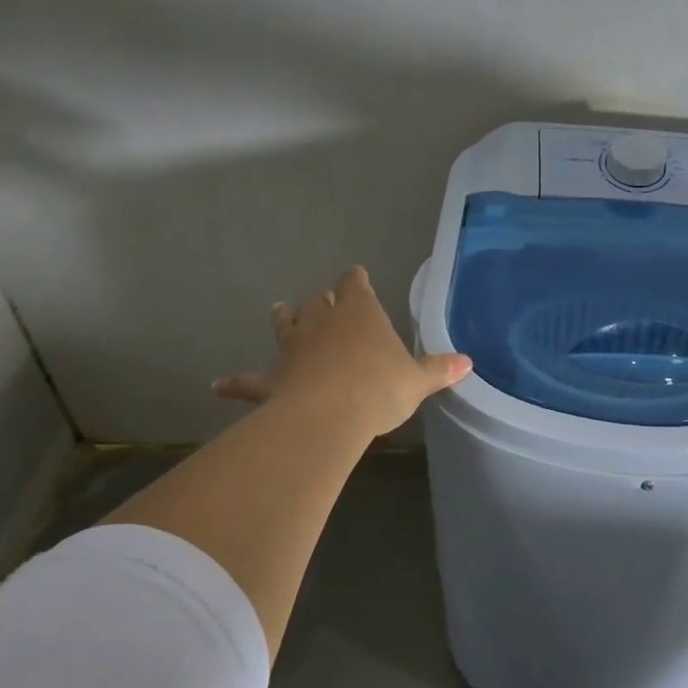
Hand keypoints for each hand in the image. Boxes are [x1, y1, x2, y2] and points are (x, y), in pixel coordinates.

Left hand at [213, 266, 471, 436]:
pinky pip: (251, 381)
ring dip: (284, 318)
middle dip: (323, 299)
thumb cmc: (380, 387)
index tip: (357, 274)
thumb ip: (439, 370)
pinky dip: (236, 383)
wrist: (330, 414)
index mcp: (360, 314)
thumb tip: (468, 363)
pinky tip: (218, 386)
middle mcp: (323, 322)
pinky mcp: (273, 380)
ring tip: (279, 309)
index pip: (356, 285)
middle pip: (319, 302)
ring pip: (286, 326)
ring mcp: (294, 349)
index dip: (356, 279)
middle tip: (325, 299)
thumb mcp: (418, 380)